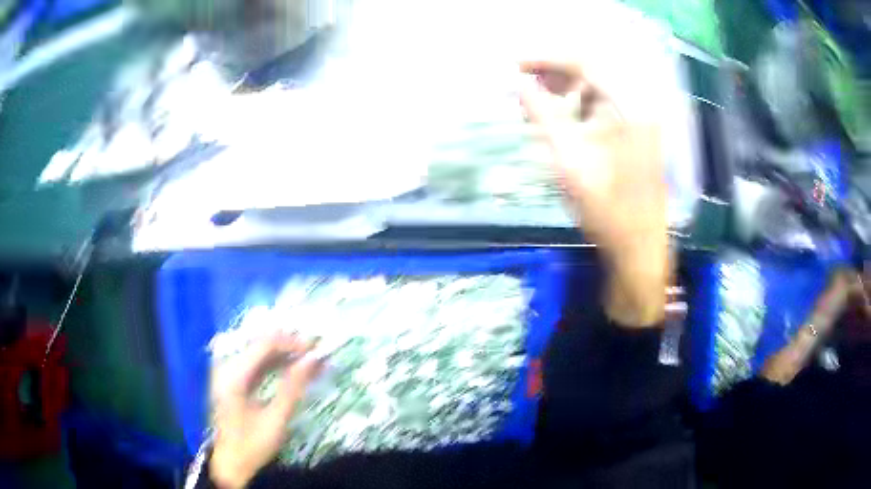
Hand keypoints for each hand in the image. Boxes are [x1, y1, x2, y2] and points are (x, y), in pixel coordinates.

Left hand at [210, 335, 321, 488]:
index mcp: (234, 375)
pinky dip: (274, 364)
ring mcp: (228, 373)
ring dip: (284, 354)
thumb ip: (293, 387)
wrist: (230, 464)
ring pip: (258, 353)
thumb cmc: (252, 445)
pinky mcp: (232, 381)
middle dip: (289, 346)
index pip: (263, 345)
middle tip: (316, 352)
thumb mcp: (276, 419)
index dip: (291, 342)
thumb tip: (313, 360)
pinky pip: (255, 364)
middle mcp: (227, 367)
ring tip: (309, 359)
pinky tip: (292, 368)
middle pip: (260, 345)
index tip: (316, 348)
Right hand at [519, 52, 667, 326]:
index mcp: (630, 109)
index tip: (515, 64)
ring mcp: (641, 119)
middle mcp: (639, 106)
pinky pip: (604, 105)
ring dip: (565, 87)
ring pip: (597, 87)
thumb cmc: (607, 210)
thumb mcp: (569, 161)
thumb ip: (542, 115)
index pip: (585, 63)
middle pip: (593, 71)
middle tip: (521, 80)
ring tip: (535, 97)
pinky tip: (559, 115)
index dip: (547, 58)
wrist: (638, 247)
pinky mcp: (636, 133)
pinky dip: (578, 104)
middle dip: (554, 71)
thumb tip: (517, 83)